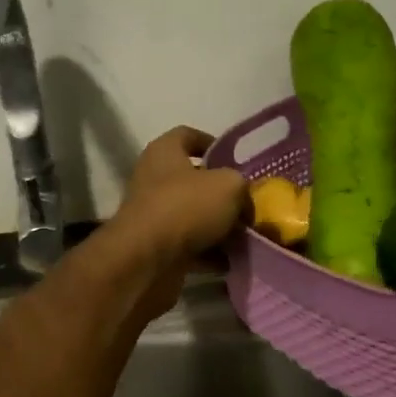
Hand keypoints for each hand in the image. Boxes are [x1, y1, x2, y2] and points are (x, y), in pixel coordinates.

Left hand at [104, 126, 250, 317]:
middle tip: (248, 204)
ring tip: (246, 236)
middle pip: (193, 181)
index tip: (235, 159)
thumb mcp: (229, 186)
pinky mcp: (156, 248)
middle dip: (222, 194)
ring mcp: (153, 216)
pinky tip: (232, 261)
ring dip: (219, 227)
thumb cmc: (186, 207)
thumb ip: (242, 187)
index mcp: (164, 153)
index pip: (187, 135)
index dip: (212, 143)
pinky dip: (209, 254)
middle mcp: (154, 180)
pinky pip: (190, 247)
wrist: (147, 261)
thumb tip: (244, 204)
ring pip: (194, 217)